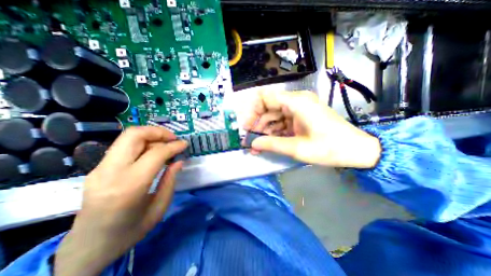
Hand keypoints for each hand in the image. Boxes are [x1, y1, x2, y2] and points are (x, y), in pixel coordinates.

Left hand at [55, 127, 188, 275]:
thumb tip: (179, 161)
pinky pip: (123, 146)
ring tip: (165, 144)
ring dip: (150, 135)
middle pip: (134, 135)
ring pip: (127, 137)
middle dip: (158, 132)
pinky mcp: (97, 168)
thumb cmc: (129, 231)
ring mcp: (99, 168)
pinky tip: (152, 152)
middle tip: (173, 138)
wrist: (87, 248)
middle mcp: (110, 172)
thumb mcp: (159, 208)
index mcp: (129, 186)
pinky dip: (142, 143)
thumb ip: (170, 181)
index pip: (155, 154)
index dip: (174, 146)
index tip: (185, 144)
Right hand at [244, 91, 380, 167]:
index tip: (247, 126)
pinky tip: (268, 143)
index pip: (265, 97)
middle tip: (249, 140)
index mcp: (296, 102)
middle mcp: (296, 101)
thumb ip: (272, 144)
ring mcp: (298, 109)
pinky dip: (274, 132)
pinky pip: (282, 122)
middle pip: (268, 107)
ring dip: (264, 130)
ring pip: (274, 116)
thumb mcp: (297, 148)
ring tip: (257, 145)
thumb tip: (253, 145)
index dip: (252, 110)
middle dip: (257, 123)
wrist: (356, 150)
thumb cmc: (330, 148)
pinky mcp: (300, 117)